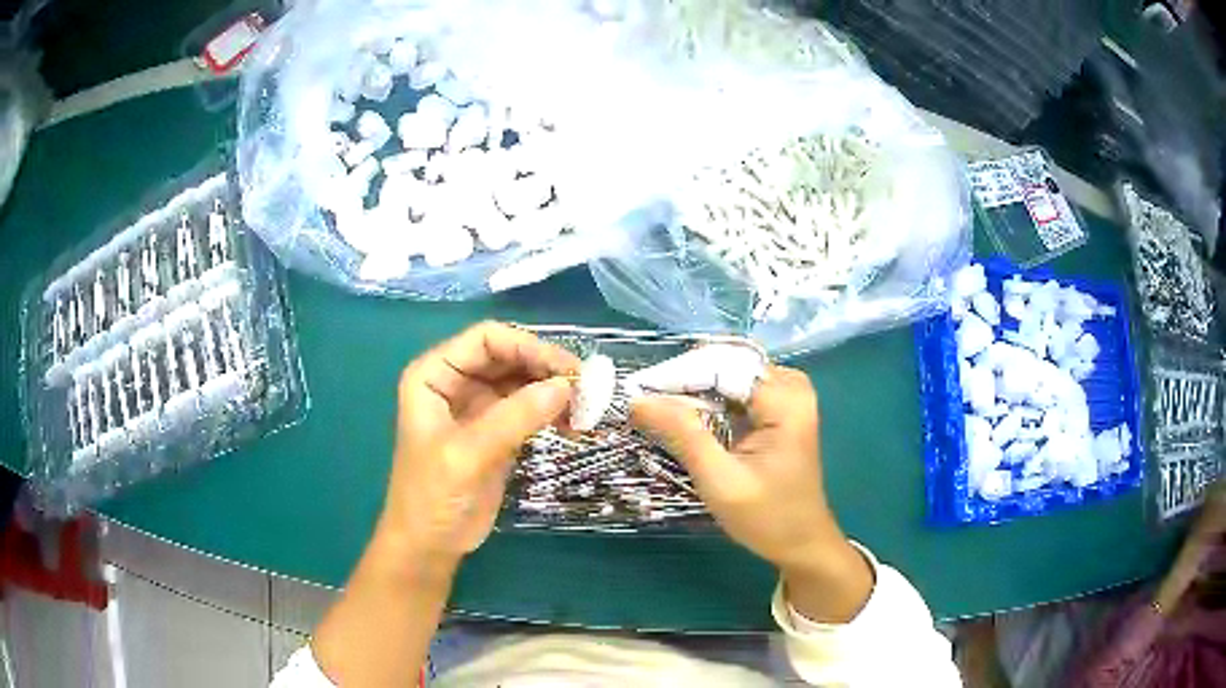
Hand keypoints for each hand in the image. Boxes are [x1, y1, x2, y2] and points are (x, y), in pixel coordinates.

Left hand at [379, 321, 578, 571]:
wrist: (430, 545)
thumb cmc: (432, 497)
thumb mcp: (468, 455)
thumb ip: (514, 418)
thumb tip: (566, 386)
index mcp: (434, 375)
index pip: (486, 339)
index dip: (527, 346)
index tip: (567, 369)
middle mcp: (455, 382)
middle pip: (508, 356)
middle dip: (546, 368)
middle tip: (586, 389)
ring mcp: (477, 407)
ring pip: (523, 381)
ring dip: (554, 390)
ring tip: (584, 411)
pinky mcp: (496, 431)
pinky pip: (529, 408)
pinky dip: (552, 412)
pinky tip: (573, 427)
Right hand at [632, 365, 872, 621]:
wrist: (802, 542)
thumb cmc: (767, 517)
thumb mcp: (720, 480)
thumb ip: (683, 436)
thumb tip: (638, 401)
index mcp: (786, 402)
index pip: (724, 367)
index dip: (679, 375)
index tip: (637, 392)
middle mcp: (791, 389)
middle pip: (728, 365)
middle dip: (686, 381)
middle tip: (645, 402)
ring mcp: (788, 398)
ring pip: (731, 376)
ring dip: (695, 390)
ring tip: (659, 408)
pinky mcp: (780, 411)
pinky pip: (739, 391)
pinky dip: (711, 401)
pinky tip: (686, 417)